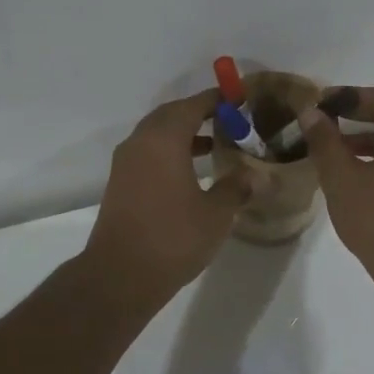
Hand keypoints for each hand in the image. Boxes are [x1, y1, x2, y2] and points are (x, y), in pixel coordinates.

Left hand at [83, 89, 250, 307]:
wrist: (121, 275)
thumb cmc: (173, 238)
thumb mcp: (216, 214)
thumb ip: (235, 188)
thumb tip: (253, 175)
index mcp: (163, 140)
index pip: (191, 106)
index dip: (215, 100)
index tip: (237, 98)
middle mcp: (140, 143)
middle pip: (170, 115)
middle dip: (197, 113)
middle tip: (226, 119)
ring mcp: (125, 163)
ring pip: (156, 134)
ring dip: (182, 133)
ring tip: (214, 143)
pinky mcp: (120, 183)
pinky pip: (147, 153)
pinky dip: (169, 151)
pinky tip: (190, 171)